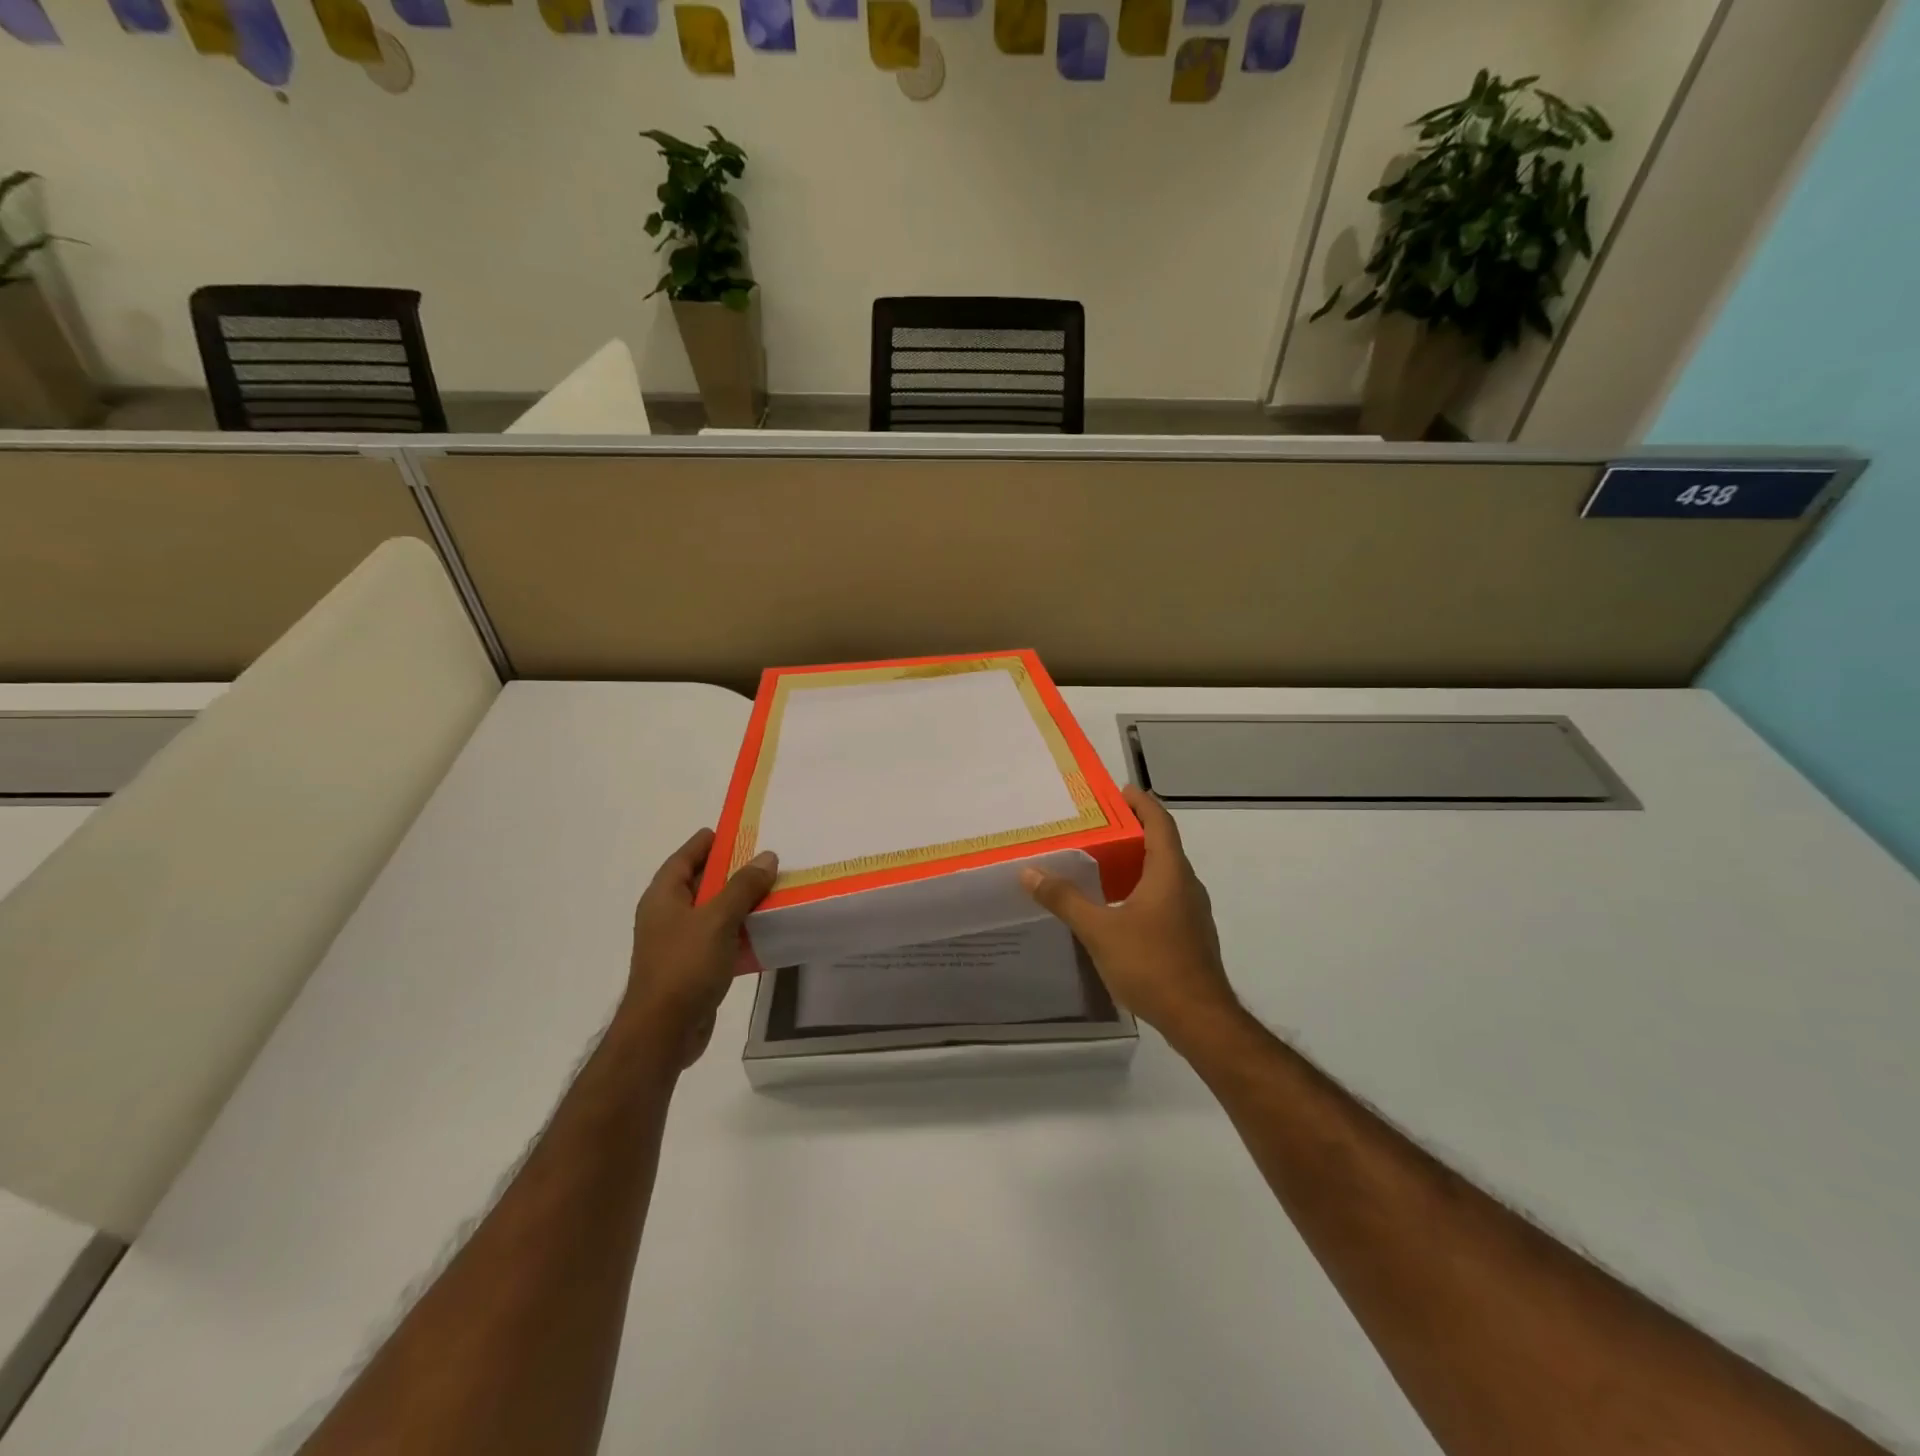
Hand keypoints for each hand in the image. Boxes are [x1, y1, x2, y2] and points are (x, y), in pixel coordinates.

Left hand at [622, 829, 777, 1067]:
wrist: (664, 1032)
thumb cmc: (684, 966)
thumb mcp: (717, 919)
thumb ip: (743, 886)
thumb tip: (767, 857)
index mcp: (663, 897)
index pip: (685, 858)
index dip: (708, 842)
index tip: (736, 830)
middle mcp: (668, 916)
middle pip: (702, 883)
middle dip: (733, 871)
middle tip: (766, 859)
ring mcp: (680, 943)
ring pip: (714, 913)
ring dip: (741, 903)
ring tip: (774, 890)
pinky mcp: (694, 967)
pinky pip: (720, 939)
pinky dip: (741, 932)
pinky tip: (767, 930)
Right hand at [1020, 785, 1244, 1050]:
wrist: (1199, 1018)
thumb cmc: (1151, 963)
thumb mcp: (1099, 930)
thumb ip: (1065, 899)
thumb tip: (1030, 872)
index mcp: (1170, 873)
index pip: (1160, 822)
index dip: (1142, 803)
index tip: (1120, 791)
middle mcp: (1187, 885)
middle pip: (1163, 846)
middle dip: (1134, 832)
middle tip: (1099, 827)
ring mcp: (1193, 912)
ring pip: (1165, 874)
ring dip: (1138, 863)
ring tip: (1103, 864)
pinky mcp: (1191, 935)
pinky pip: (1166, 897)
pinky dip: (1143, 889)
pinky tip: (1119, 907)